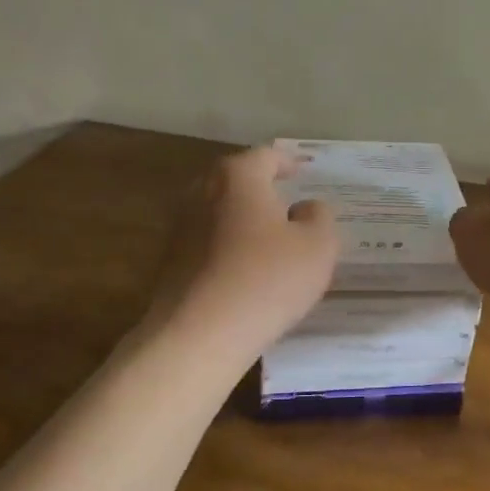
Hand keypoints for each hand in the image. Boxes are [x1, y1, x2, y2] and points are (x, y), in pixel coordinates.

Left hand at [150, 146, 338, 359]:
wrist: (198, 334)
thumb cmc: (267, 280)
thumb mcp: (318, 246)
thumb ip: (319, 217)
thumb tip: (305, 207)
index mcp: (238, 177)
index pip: (266, 155)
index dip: (288, 162)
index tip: (303, 172)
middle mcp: (202, 191)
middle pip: (237, 180)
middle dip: (263, 189)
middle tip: (288, 203)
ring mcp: (180, 227)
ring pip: (220, 211)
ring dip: (243, 219)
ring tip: (270, 239)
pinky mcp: (170, 261)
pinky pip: (207, 242)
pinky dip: (228, 246)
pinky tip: (245, 270)